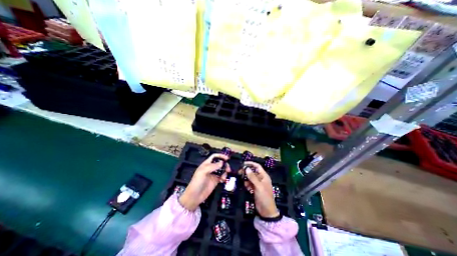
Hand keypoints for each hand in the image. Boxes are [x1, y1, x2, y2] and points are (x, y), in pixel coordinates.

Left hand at [179, 153, 230, 210]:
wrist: (195, 196)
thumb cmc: (197, 182)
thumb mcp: (203, 172)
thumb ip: (213, 166)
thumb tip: (222, 162)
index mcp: (206, 164)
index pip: (214, 156)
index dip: (220, 156)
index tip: (227, 158)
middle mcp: (211, 168)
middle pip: (220, 163)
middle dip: (225, 164)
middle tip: (228, 169)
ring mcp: (214, 174)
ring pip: (222, 169)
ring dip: (225, 171)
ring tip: (224, 176)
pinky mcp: (216, 181)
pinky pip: (222, 176)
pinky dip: (224, 177)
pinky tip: (222, 180)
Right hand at [243, 162, 278, 217]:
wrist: (266, 211)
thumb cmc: (264, 197)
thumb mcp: (258, 186)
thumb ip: (252, 177)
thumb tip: (247, 168)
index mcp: (264, 176)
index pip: (257, 166)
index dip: (251, 164)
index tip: (243, 163)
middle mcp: (261, 178)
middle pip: (253, 172)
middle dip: (247, 171)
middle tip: (239, 171)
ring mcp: (258, 184)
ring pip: (250, 178)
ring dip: (246, 178)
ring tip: (241, 178)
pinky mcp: (255, 189)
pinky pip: (250, 183)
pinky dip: (247, 184)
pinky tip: (245, 186)